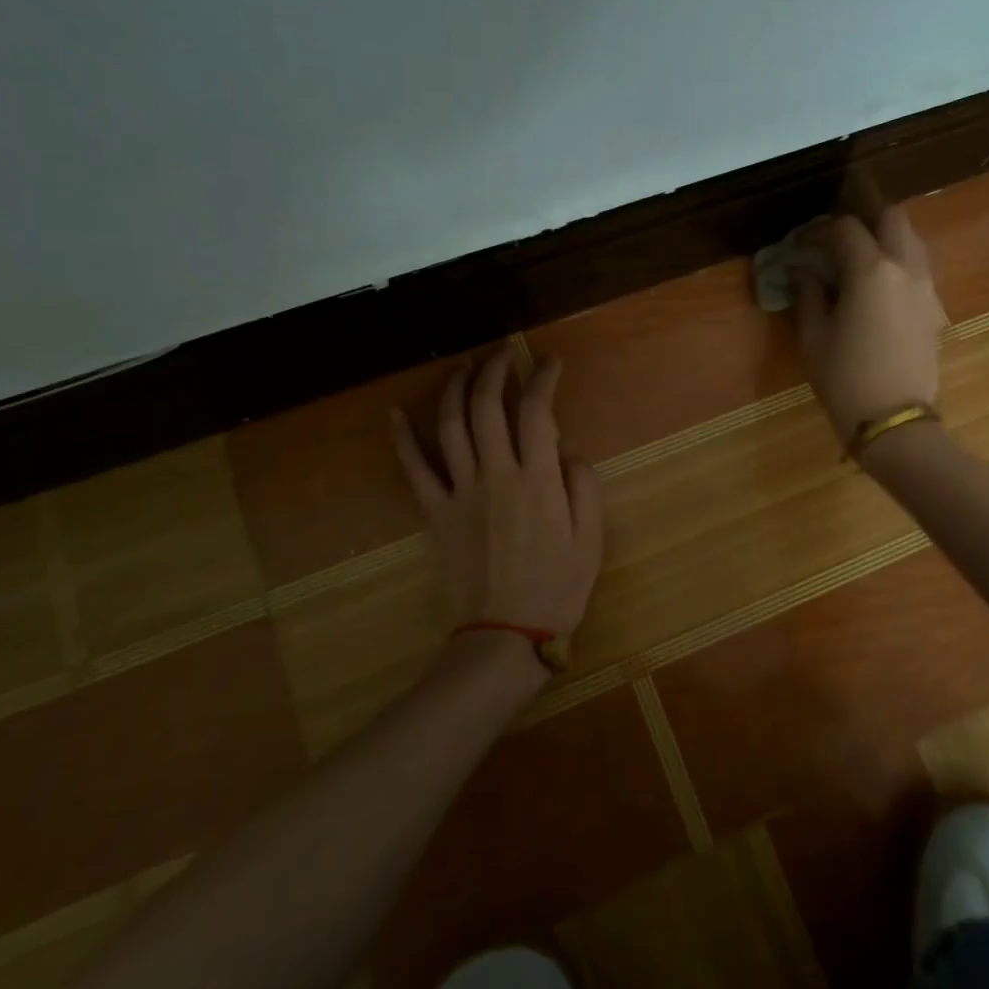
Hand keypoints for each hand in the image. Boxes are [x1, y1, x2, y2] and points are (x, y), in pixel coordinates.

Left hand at [391, 351, 604, 638]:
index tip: (548, 361)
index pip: (537, 410)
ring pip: (450, 425)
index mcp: (538, 479)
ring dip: (456, 388)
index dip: (542, 377)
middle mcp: (496, 474)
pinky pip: (414, 468)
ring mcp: (460, 491)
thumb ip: (583, 484)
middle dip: (495, 370)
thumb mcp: (592, 537)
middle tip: (504, 354)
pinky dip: (402, 438)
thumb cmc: (557, 587)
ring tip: (464, 367)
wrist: (505, 635)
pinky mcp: (436, 512)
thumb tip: (565, 449)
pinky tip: (396, 412)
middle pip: (487, 406)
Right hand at [793, 208, 946, 443]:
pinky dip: (897, 262)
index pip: (845, 229)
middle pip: (892, 218)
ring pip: (911, 240)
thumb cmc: (844, 378)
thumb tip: (801, 268)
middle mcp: (905, 268)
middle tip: (836, 234)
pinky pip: (919, 268)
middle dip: (863, 216)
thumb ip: (808, 292)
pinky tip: (877, 285)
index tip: (798, 244)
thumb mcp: (814, 335)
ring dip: (884, 237)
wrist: (894, 420)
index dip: (817, 230)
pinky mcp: (935, 309)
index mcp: (871, 271)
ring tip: (857, 255)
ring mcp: (926, 288)